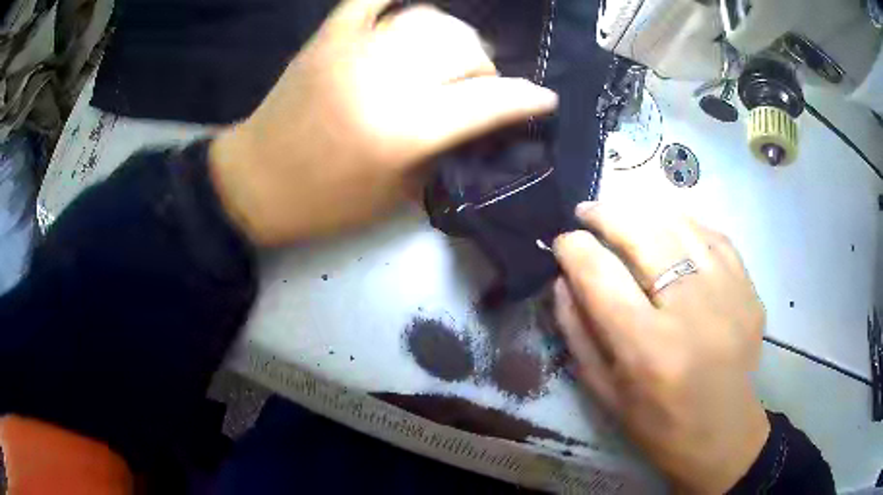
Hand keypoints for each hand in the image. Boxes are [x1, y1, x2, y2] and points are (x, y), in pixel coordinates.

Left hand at [209, 0, 557, 245]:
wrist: (255, 182)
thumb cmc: (324, 203)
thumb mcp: (397, 196)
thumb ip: (447, 154)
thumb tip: (482, 126)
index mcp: (403, 131)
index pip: (486, 101)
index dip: (526, 99)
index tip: (545, 99)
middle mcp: (384, 80)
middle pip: (463, 47)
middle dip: (485, 66)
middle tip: (480, 85)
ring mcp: (352, 51)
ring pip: (428, 19)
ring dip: (453, 35)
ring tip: (447, 55)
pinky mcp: (328, 38)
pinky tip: (412, 8)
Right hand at [552, 202, 768, 493]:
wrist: (722, 434)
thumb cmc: (657, 424)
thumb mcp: (604, 391)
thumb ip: (577, 332)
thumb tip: (563, 278)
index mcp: (648, 349)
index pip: (600, 276)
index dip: (573, 248)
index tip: (563, 241)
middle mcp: (691, 312)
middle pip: (643, 236)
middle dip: (605, 215)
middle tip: (587, 212)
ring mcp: (728, 294)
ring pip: (679, 225)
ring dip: (643, 212)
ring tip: (624, 214)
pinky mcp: (748, 289)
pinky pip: (713, 235)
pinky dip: (685, 223)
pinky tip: (669, 227)